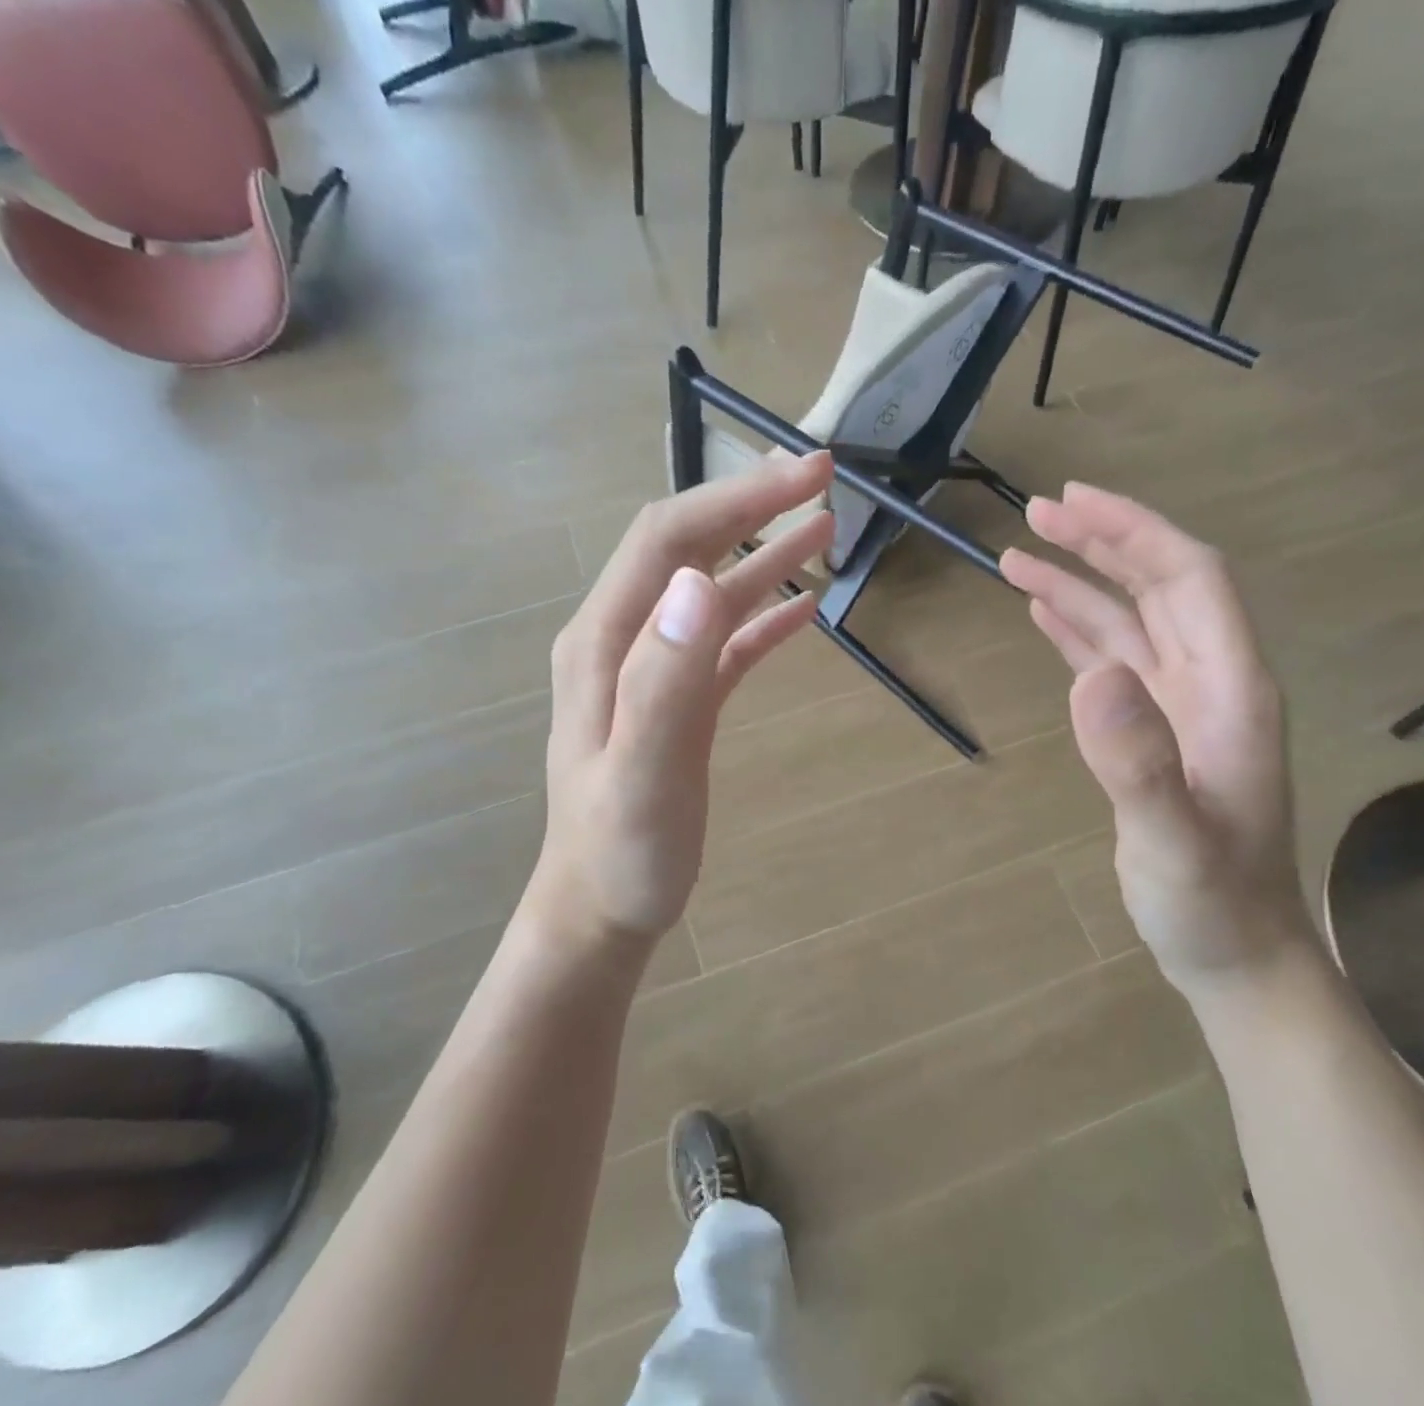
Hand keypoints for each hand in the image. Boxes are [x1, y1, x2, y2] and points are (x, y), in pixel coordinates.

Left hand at [528, 453, 835, 946]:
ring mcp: (651, 672)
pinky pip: (723, 644)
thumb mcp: (643, 775)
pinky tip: (802, 609)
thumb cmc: (620, 855)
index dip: (734, 499)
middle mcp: (624, 641)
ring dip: (764, 556)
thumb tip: (697, 582)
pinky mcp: (678, 703)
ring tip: (824, 528)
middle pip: (687, 550)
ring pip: (711, 593)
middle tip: (821, 479)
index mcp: (606, 642)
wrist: (599, 911)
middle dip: (751, 507)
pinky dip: (761, 617)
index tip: (804, 475)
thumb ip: (664, 680)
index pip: (669, 540)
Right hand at [1001, 483, 1316, 993]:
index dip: (1136, 531)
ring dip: (1079, 583)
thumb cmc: (1211, 903)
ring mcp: (1177, 708)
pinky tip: (1044, 612)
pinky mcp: (1149, 733)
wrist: (1233, 953)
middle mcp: (1208, 683)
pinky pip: (1111, 662)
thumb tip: (1090, 675)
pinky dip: (1077, 630)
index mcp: (1229, 690)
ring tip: (1017, 555)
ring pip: (1128, 622)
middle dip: (1102, 542)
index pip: (1190, 580)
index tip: (1074, 502)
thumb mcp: (1173, 842)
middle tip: (1035, 513)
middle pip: (1158, 586)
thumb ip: (1138, 762)